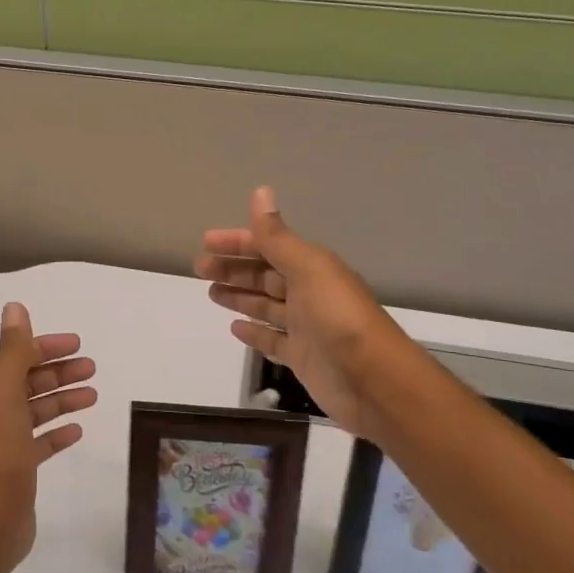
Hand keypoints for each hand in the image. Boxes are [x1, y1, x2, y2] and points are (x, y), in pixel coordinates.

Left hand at [0, 302, 96, 572]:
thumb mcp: (4, 391)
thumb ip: (12, 349)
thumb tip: (14, 306)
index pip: (17, 356)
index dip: (46, 347)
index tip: (78, 344)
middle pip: (29, 381)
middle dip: (60, 372)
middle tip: (93, 369)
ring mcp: (4, 442)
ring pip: (37, 410)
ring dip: (63, 398)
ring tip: (93, 396)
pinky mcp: (18, 468)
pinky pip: (41, 441)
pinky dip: (58, 431)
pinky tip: (77, 430)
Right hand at [195, 187, 421, 438]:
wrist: (373, 381)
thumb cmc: (339, 318)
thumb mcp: (307, 269)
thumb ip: (277, 237)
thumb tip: (260, 191)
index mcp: (312, 267)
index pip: (269, 246)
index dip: (238, 242)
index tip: (206, 243)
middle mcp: (309, 293)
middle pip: (265, 275)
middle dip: (234, 269)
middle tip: (200, 269)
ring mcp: (306, 327)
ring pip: (266, 306)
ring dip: (240, 296)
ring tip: (210, 293)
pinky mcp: (303, 357)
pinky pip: (273, 340)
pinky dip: (254, 332)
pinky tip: (234, 328)